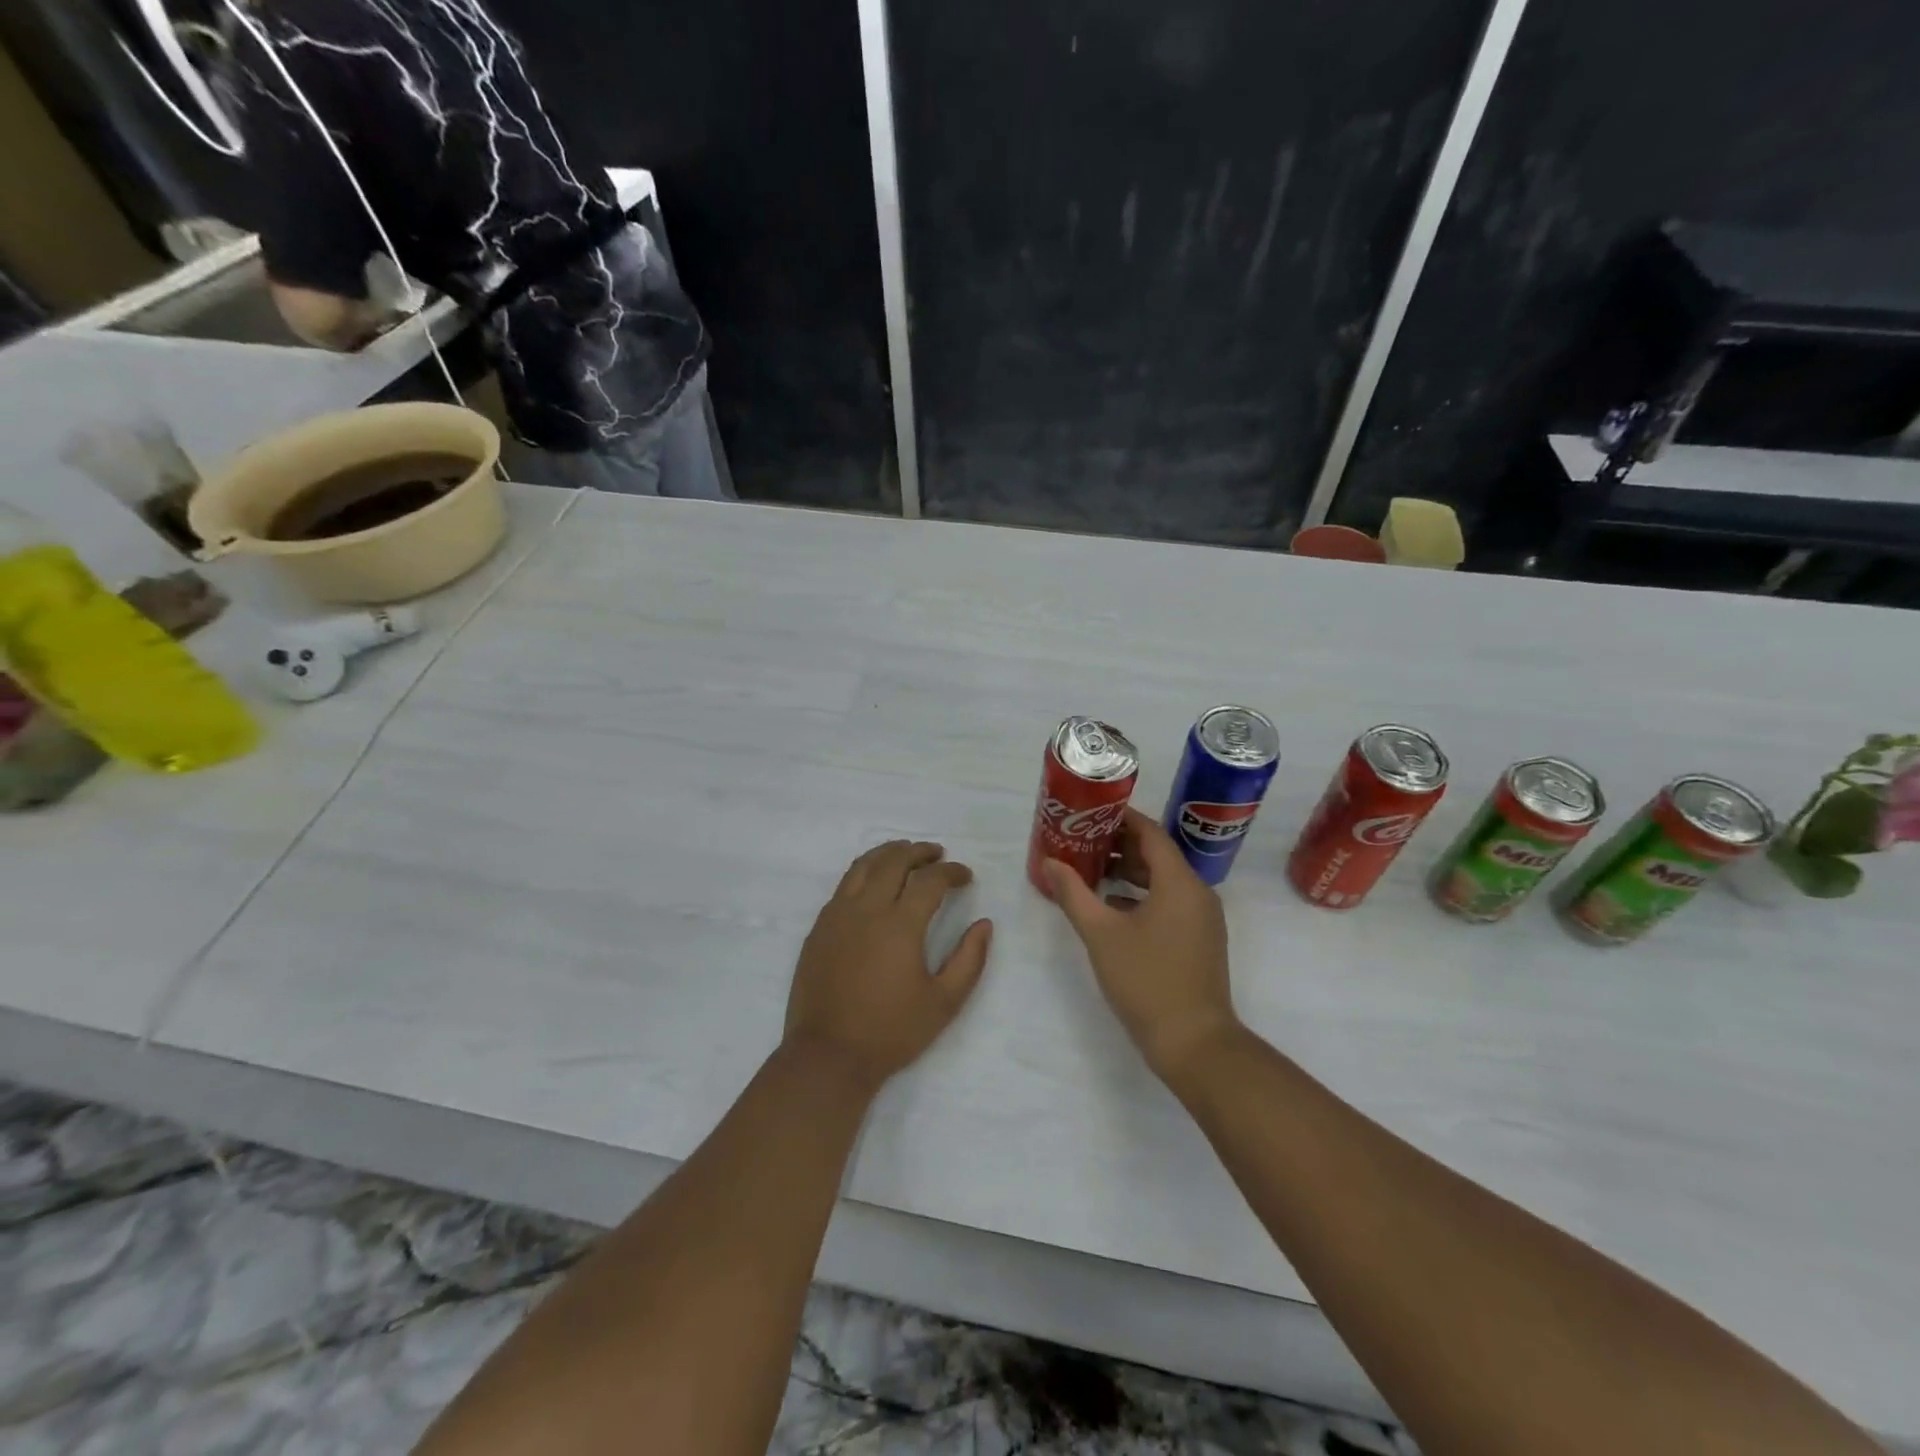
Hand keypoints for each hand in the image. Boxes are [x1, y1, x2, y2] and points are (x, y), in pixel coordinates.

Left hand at [785, 841, 993, 1092]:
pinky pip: (843, 886)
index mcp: (900, 924)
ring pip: (862, 866)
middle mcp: (867, 909)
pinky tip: (872, 883)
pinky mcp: (818, 928)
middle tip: (937, 854)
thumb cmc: (891, 1032)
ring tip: (904, 853)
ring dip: (887, 853)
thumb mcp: (944, 1002)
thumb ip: (970, 959)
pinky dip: (863, 872)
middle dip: (919, 852)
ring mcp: (837, 916)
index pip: (930, 880)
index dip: (951, 872)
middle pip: (893, 861)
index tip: (965, 876)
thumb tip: (984, 924)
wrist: (828, 1056)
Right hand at [1039, 809, 1239, 1086]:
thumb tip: (1050, 862)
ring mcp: (1202, 918)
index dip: (1121, 817)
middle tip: (1083, 838)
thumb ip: (1073, 894)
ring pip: (1163, 880)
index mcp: (1179, 882)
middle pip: (1158, 854)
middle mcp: (1197, 892)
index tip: (1090, 811)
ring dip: (1129, 871)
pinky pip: (1169, 902)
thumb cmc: (1146, 980)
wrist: (1194, 1043)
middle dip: (1120, 843)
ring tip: (1091, 868)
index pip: (1150, 833)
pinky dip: (1141, 895)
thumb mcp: (1101, 934)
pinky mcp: (1200, 940)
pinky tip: (1112, 905)